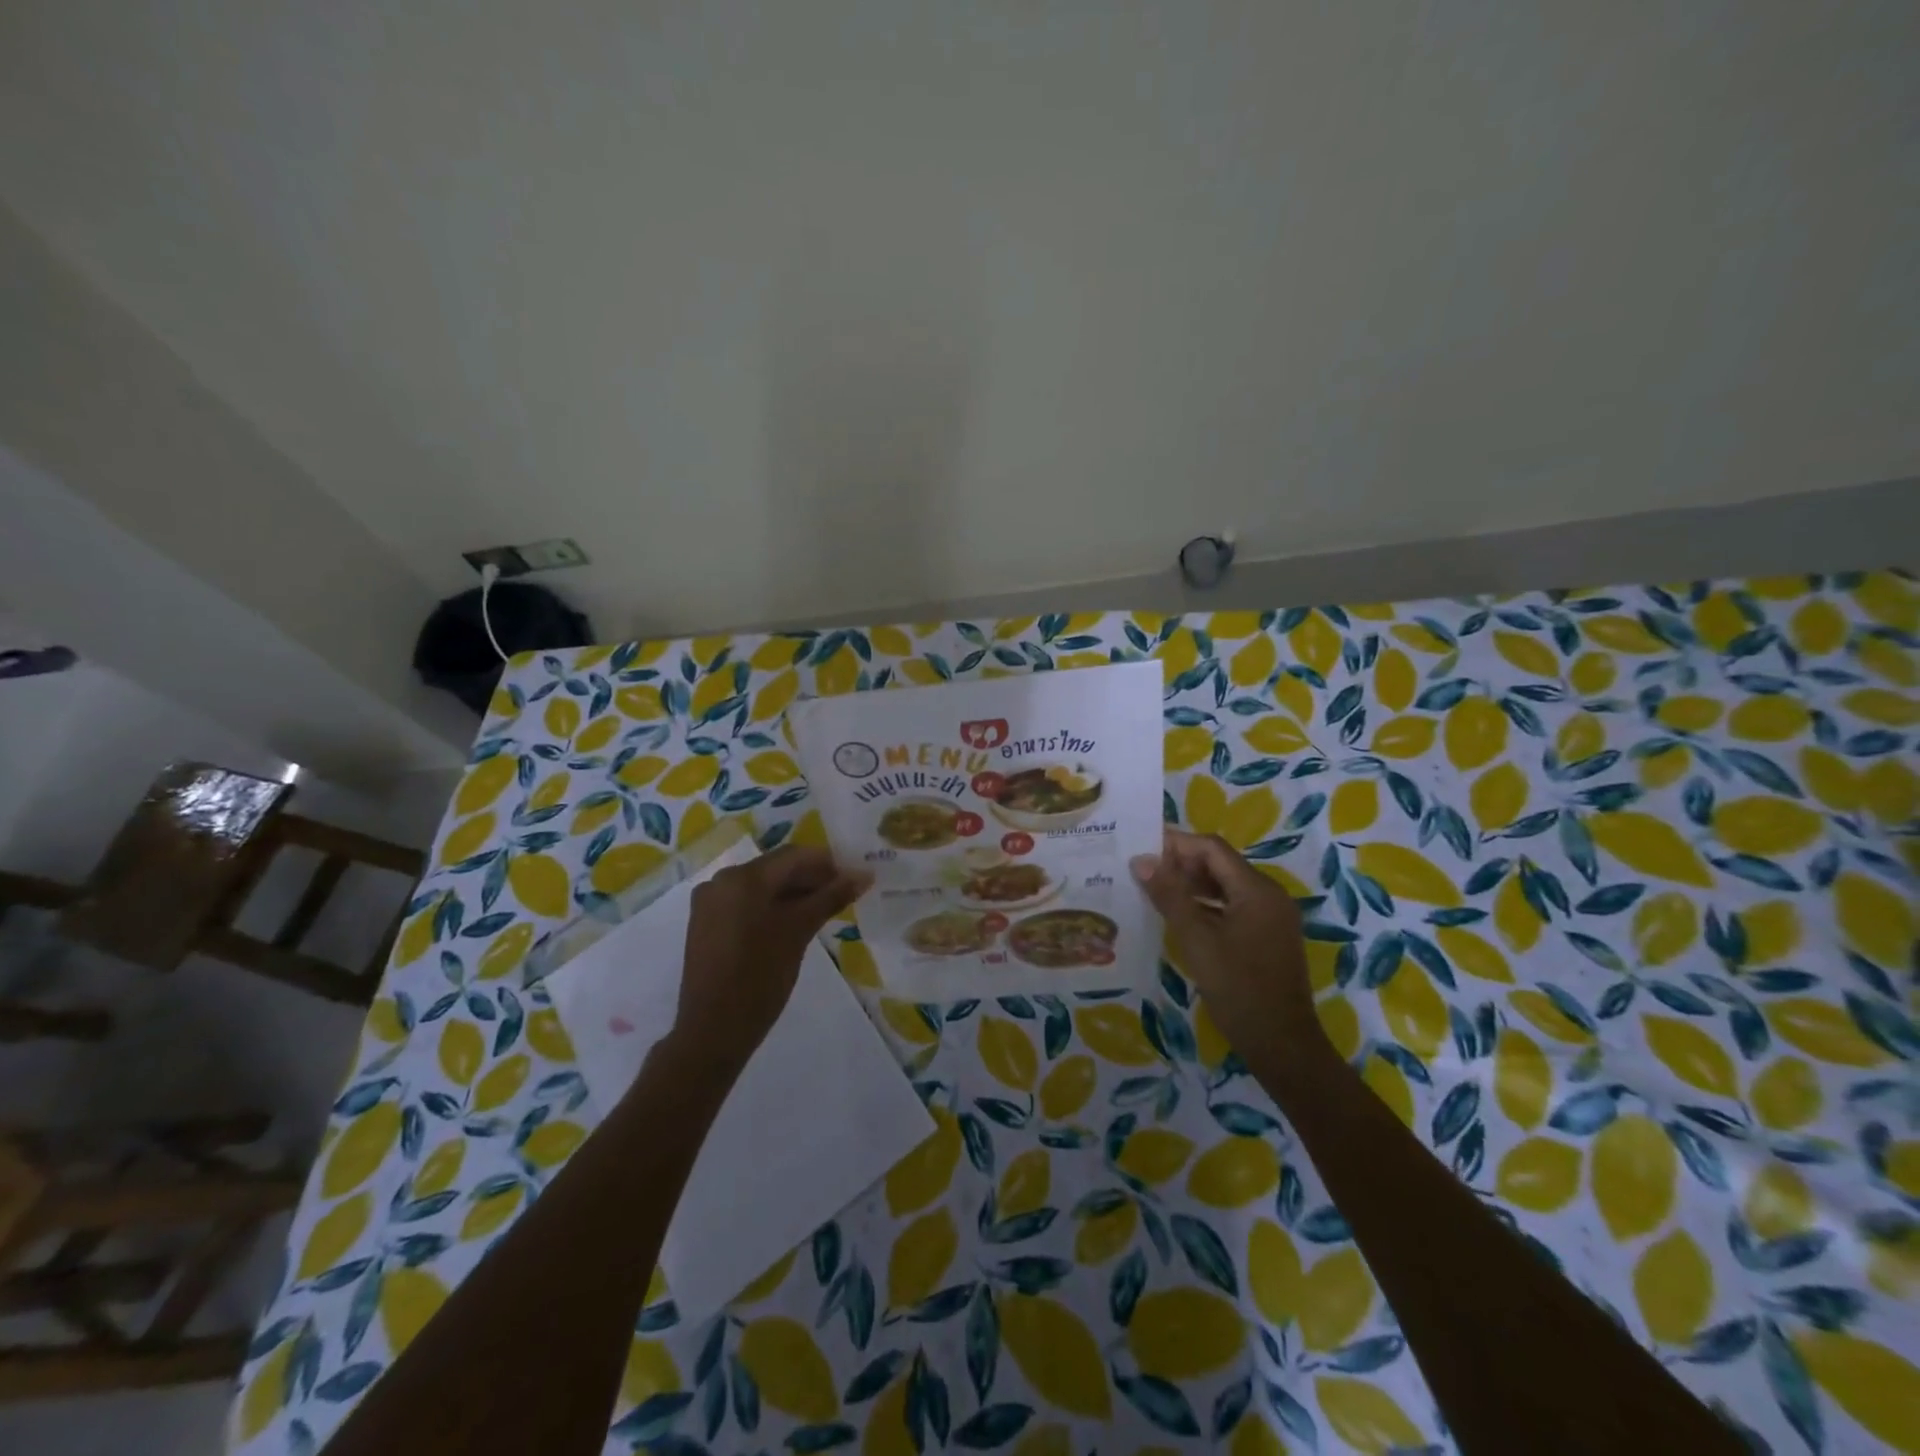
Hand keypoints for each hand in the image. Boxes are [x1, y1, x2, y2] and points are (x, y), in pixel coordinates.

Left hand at [672, 847, 871, 1070]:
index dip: (827, 863)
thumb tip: (864, 874)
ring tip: (823, 911)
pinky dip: (771, 907)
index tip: (854, 878)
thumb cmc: (760, 977)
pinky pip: (746, 903)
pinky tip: (793, 924)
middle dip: (811, 878)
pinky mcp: (706, 924)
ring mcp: (710, 903)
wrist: (713, 1031)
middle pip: (776, 868)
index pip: (794, 856)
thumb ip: (831, 897)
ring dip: (793, 893)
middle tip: (843, 896)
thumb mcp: (799, 932)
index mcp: (743, 878)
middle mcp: (721, 881)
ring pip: (761, 886)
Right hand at [1130, 830, 1318, 1065]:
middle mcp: (1269, 895)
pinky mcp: (1268, 937)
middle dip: (1182, 863)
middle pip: (1220, 864)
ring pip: (1226, 886)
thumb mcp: (1196, 940)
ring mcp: (1271, 917)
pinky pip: (1233, 906)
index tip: (1142, 848)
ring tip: (1154, 890)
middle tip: (1143, 870)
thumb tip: (1142, 860)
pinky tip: (1180, 917)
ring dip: (1192, 884)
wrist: (1281, 1044)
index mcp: (1257, 890)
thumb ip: (1169, 896)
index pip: (1212, 848)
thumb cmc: (1238, 988)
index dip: (1177, 844)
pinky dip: (1206, 905)